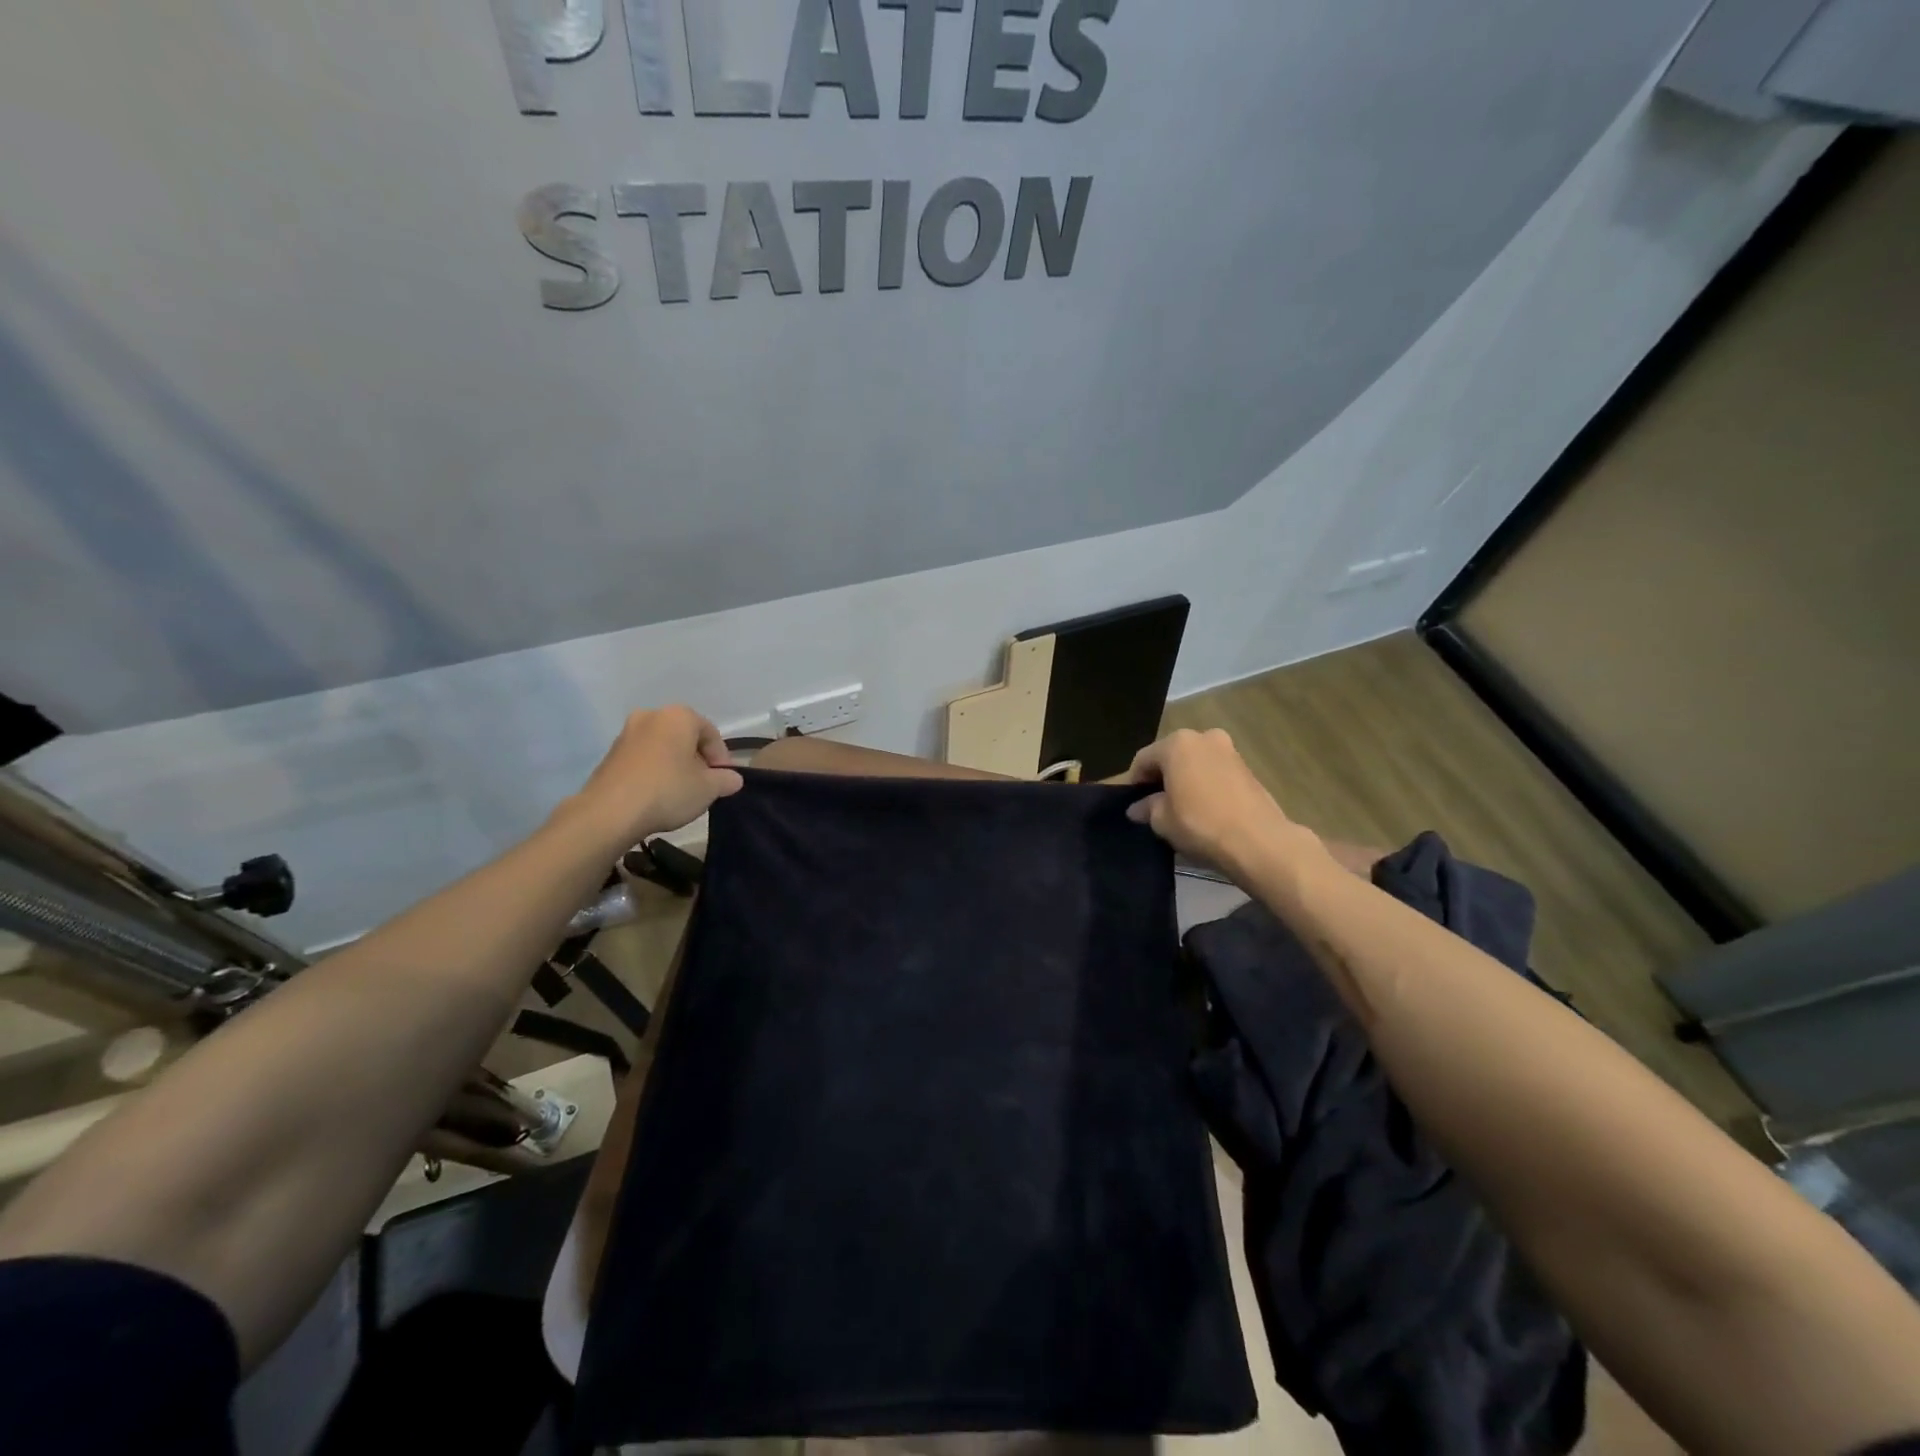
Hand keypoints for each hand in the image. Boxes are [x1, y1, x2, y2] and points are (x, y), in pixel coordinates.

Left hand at [560, 706, 743, 849]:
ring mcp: (626, 734)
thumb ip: (727, 780)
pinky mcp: (610, 755)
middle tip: (705, 786)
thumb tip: (733, 779)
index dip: (722, 759)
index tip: (724, 781)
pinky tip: (658, 795)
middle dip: (698, 760)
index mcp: (678, 716)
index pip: (711, 733)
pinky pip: (643, 759)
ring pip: (663, 748)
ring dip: (675, 766)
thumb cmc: (668, 790)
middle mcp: (651, 716)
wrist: (609, 812)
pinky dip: (655, 772)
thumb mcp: (709, 788)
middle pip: (685, 738)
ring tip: (681, 793)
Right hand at [1125, 727, 1320, 878]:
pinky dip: (1205, 785)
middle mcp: (1203, 737)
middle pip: (1171, 756)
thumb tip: (1137, 808)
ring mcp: (1229, 750)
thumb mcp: (1162, 820)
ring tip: (1181, 808)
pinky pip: (1215, 772)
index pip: (1144, 759)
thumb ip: (1146, 808)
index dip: (1134, 783)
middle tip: (1155, 805)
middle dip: (1162, 778)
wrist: (1259, 841)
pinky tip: (1204, 808)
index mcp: (1177, 743)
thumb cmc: (1200, 824)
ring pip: (1195, 763)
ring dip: (1185, 780)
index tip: (1133, 804)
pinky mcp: (1248, 768)